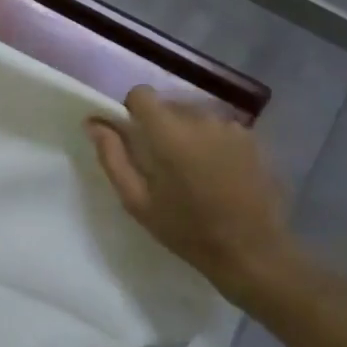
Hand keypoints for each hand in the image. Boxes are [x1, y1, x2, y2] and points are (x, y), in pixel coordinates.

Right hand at [86, 87, 300, 308]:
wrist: (253, 252)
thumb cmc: (188, 230)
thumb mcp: (138, 202)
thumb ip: (112, 156)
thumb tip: (94, 123)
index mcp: (168, 132)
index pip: (142, 93)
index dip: (134, 111)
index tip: (136, 138)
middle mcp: (201, 119)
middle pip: (170, 105)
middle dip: (162, 127)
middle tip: (165, 165)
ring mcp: (231, 127)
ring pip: (196, 116)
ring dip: (189, 134)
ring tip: (194, 172)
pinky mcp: (252, 138)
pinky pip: (220, 128)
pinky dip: (213, 143)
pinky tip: (219, 174)